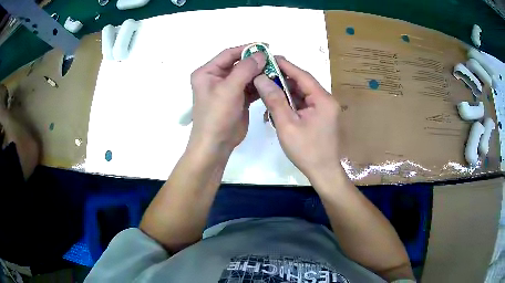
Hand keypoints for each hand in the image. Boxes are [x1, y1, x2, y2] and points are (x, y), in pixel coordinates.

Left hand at [189, 46, 265, 155]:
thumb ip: (245, 69)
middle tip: (275, 60)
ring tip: (277, 70)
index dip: (247, 49)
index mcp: (207, 72)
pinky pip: (250, 87)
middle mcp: (216, 78)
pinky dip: (260, 85)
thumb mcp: (229, 89)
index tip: (266, 46)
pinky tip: (272, 83)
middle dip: (256, 62)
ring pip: (246, 75)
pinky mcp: (237, 99)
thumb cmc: (217, 116)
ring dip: (260, 73)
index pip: (229, 54)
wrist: (216, 145)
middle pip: (239, 64)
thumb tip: (261, 54)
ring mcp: (228, 89)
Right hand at [253, 57, 340, 180]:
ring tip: (267, 88)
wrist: (323, 172)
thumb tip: (261, 79)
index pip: (302, 75)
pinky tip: (277, 105)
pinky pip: (304, 104)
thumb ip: (275, 100)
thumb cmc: (306, 150)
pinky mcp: (320, 117)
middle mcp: (326, 100)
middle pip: (303, 83)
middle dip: (283, 78)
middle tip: (263, 73)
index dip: (286, 65)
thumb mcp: (287, 125)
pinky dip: (291, 103)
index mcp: (323, 99)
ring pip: (302, 93)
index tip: (270, 57)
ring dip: (286, 92)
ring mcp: (324, 109)